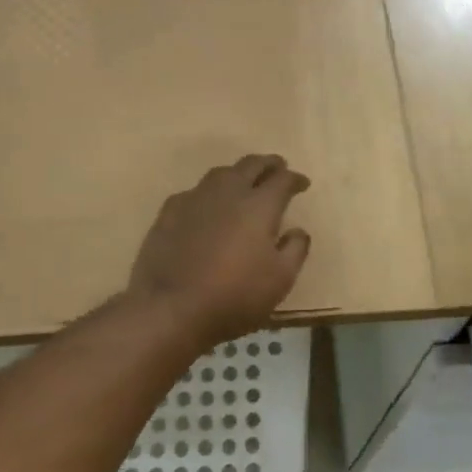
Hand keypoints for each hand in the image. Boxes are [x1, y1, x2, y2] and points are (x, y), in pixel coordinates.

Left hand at [127, 155, 311, 342]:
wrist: (170, 308)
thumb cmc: (234, 296)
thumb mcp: (280, 280)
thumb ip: (295, 249)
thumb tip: (297, 230)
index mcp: (259, 205)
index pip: (282, 180)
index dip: (295, 179)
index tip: (303, 183)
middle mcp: (228, 192)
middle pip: (251, 165)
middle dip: (268, 164)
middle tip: (277, 167)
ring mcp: (195, 198)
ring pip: (221, 173)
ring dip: (238, 173)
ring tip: (244, 182)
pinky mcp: (169, 211)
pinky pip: (195, 192)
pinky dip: (209, 194)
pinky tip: (207, 206)